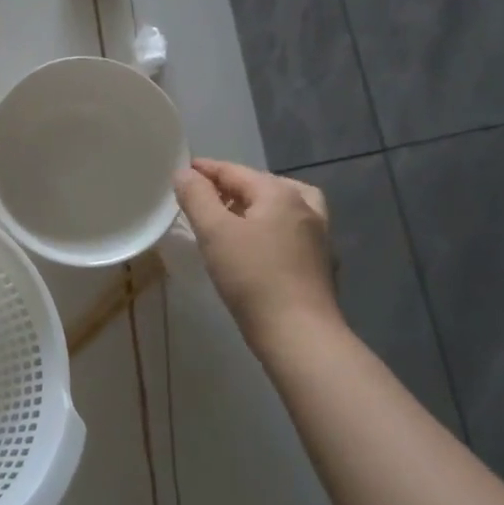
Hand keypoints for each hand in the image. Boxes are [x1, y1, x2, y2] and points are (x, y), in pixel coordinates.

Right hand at [173, 159, 341, 358]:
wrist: (300, 335)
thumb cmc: (252, 277)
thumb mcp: (214, 232)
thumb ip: (197, 197)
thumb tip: (184, 173)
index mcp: (279, 193)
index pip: (234, 171)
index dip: (205, 170)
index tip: (181, 172)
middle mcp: (305, 206)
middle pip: (261, 185)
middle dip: (230, 186)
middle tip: (202, 197)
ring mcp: (319, 235)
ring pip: (283, 207)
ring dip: (256, 206)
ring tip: (234, 217)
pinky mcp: (322, 263)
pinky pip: (293, 231)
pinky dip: (273, 228)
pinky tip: (259, 245)